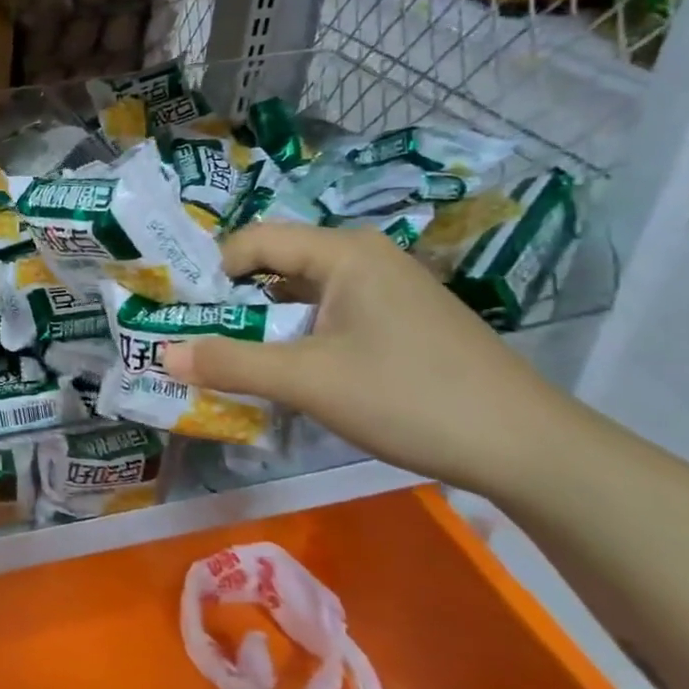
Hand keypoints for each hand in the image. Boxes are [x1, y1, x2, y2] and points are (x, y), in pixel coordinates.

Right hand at [163, 223, 584, 496]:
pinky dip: (302, 338)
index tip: (186, 317)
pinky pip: (333, 315)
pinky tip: (297, 375)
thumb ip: (231, 364)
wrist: (527, 447)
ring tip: (239, 363)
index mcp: (343, 253)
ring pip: (305, 294)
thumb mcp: (308, 381)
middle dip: (234, 303)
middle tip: (201, 343)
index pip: (254, 241)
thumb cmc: (409, 397)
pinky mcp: (404, 321)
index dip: (212, 274)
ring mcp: (390, 289)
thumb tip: (162, 355)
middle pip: (277, 265)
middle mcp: (365, 257)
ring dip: (267, 325)